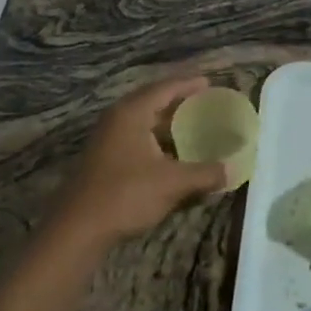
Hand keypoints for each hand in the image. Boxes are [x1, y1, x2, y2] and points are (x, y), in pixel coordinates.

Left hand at [48, 76, 228, 246]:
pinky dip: (157, 141)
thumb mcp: (172, 183)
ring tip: (193, 126)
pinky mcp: (104, 159)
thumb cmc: (126, 194)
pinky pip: (137, 139)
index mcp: (132, 113)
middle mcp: (117, 119)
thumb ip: (205, 174)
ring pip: (143, 122)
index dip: (188, 84)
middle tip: (204, 103)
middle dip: (178, 102)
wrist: (78, 229)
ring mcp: (107, 139)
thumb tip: (232, 170)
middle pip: (152, 102)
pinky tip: (172, 154)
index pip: (164, 88)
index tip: (209, 82)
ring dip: (167, 124)